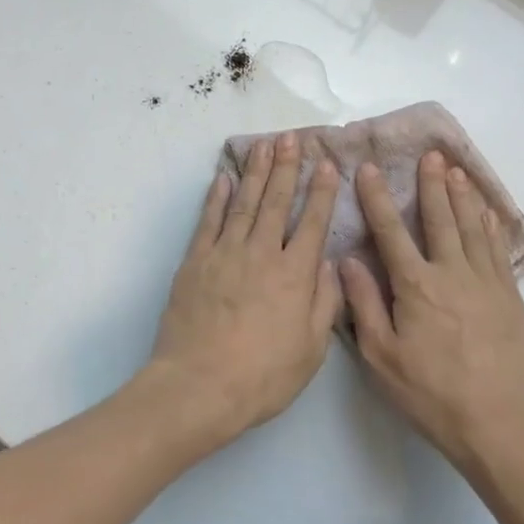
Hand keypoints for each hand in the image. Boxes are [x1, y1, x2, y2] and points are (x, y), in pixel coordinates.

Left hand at [148, 132, 342, 448]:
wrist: (198, 386)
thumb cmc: (262, 376)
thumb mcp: (310, 350)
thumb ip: (324, 302)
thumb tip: (328, 262)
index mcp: (295, 275)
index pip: (314, 223)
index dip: (322, 192)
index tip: (328, 165)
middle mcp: (262, 253)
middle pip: (277, 201)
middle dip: (287, 167)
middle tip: (292, 137)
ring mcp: (225, 253)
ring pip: (245, 202)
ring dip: (256, 171)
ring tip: (264, 145)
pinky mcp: (196, 261)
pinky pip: (209, 221)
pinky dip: (217, 197)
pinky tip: (224, 178)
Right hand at [341, 150, 523, 471]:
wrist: (498, 423)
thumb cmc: (431, 393)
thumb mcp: (382, 356)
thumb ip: (364, 304)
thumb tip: (347, 259)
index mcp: (416, 286)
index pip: (391, 231)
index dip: (377, 197)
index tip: (368, 169)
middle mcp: (452, 273)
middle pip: (440, 219)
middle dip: (431, 185)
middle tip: (429, 154)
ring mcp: (487, 283)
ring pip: (472, 228)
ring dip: (462, 197)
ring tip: (456, 170)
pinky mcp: (511, 298)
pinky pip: (498, 251)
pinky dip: (490, 227)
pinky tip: (487, 213)